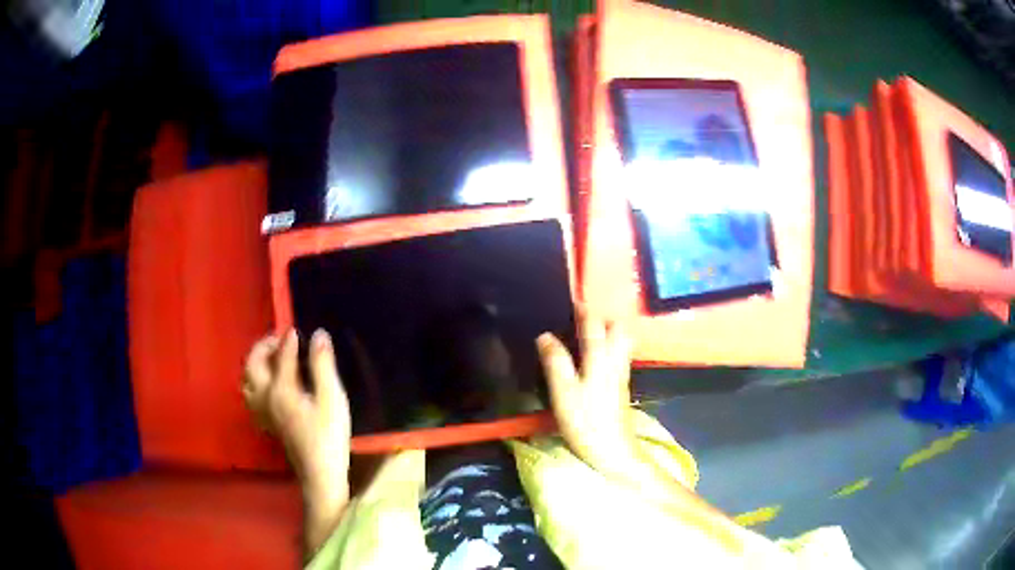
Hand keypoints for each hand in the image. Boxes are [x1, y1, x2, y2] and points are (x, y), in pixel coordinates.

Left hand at [243, 329, 350, 554]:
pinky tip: (268, 386)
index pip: (282, 356)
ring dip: (255, 365)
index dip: (289, 340)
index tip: (297, 329)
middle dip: (263, 348)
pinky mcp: (268, 424)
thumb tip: (318, 335)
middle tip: (279, 340)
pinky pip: (251, 397)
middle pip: (253, 365)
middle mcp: (265, 398)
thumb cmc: (329, 436)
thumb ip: (322, 365)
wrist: (321, 474)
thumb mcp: (331, 399)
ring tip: (271, 360)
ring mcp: (264, 413)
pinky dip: (255, 383)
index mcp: (280, 390)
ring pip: (247, 382)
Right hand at [537, 311, 638, 475]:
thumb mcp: (564, 393)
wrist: (613, 451)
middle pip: (617, 329)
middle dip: (603, 318)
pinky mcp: (621, 387)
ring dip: (609, 331)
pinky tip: (596, 356)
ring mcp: (621, 374)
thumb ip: (555, 362)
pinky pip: (620, 356)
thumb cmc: (586, 422)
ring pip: (621, 342)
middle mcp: (615, 361)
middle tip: (581, 319)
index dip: (583, 311)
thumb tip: (545, 335)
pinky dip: (610, 347)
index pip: (594, 324)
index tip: (569, 303)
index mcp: (600, 358)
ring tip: (588, 333)